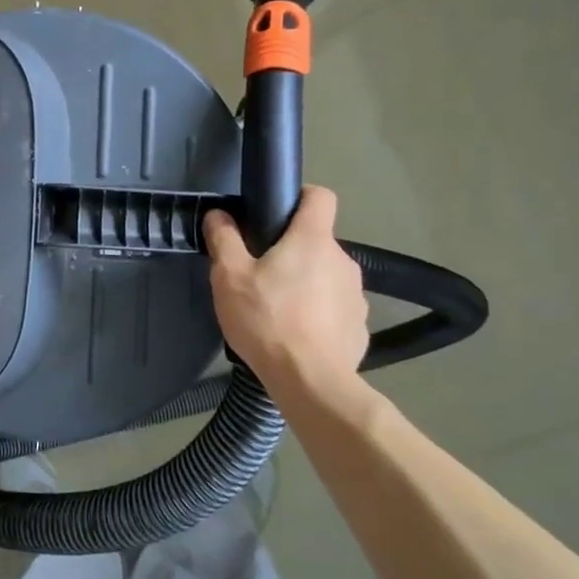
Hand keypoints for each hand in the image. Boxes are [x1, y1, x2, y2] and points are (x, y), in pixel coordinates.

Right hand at [204, 186, 367, 404]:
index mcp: (313, 240)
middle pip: (316, 242)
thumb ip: (224, 240)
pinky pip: (334, 308)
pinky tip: (296, 335)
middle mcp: (342, 260)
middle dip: (291, 252)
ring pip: (325, 276)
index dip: (299, 197)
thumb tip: (219, 215)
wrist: (310, 381)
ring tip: (276, 311)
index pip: (320, 197)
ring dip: (305, 284)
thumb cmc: (267, 320)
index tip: (276, 213)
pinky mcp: (359, 326)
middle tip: (259, 275)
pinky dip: (317, 314)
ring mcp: (356, 295)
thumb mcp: (229, 277)